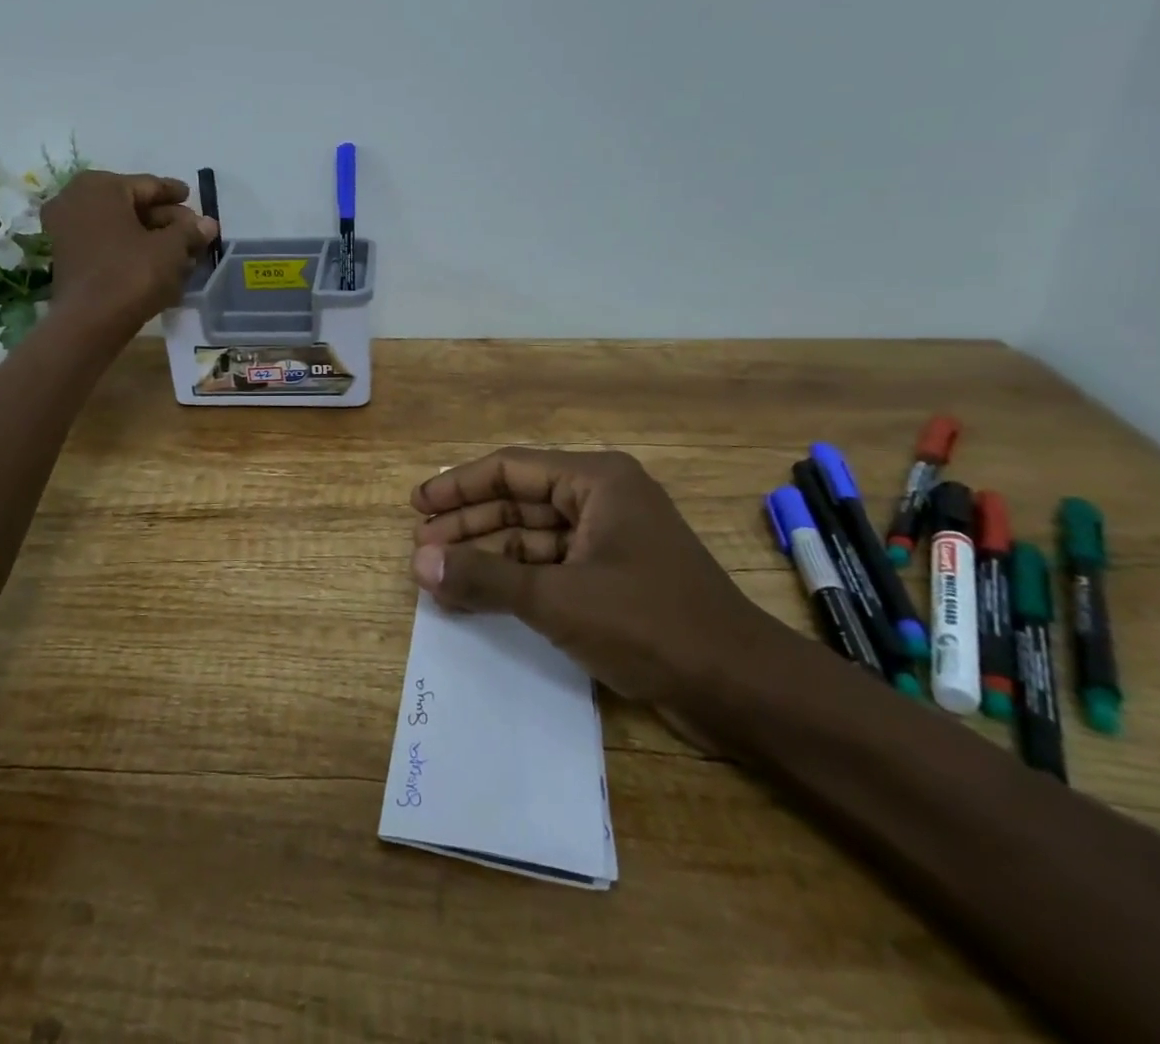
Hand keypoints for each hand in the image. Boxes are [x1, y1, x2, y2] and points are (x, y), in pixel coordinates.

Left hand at [42, 171, 217, 337]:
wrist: (90, 322)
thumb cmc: (132, 273)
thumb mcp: (170, 249)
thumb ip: (190, 231)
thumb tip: (208, 223)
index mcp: (100, 186)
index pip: (148, 185)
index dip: (175, 193)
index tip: (193, 197)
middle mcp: (76, 199)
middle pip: (133, 206)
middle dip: (165, 220)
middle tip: (193, 232)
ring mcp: (66, 229)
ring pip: (120, 227)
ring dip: (151, 238)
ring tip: (183, 252)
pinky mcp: (67, 257)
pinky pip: (107, 245)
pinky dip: (132, 251)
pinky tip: (158, 264)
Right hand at [409, 448, 766, 709]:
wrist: (742, 690)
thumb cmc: (650, 624)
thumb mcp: (558, 598)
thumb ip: (484, 576)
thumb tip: (419, 562)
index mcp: (596, 481)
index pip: (510, 469)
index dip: (458, 486)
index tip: (417, 506)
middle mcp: (602, 499)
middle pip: (518, 501)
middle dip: (469, 523)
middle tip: (422, 547)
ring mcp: (609, 540)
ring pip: (532, 536)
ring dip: (488, 554)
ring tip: (440, 573)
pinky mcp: (613, 578)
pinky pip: (550, 567)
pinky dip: (515, 579)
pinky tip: (480, 596)